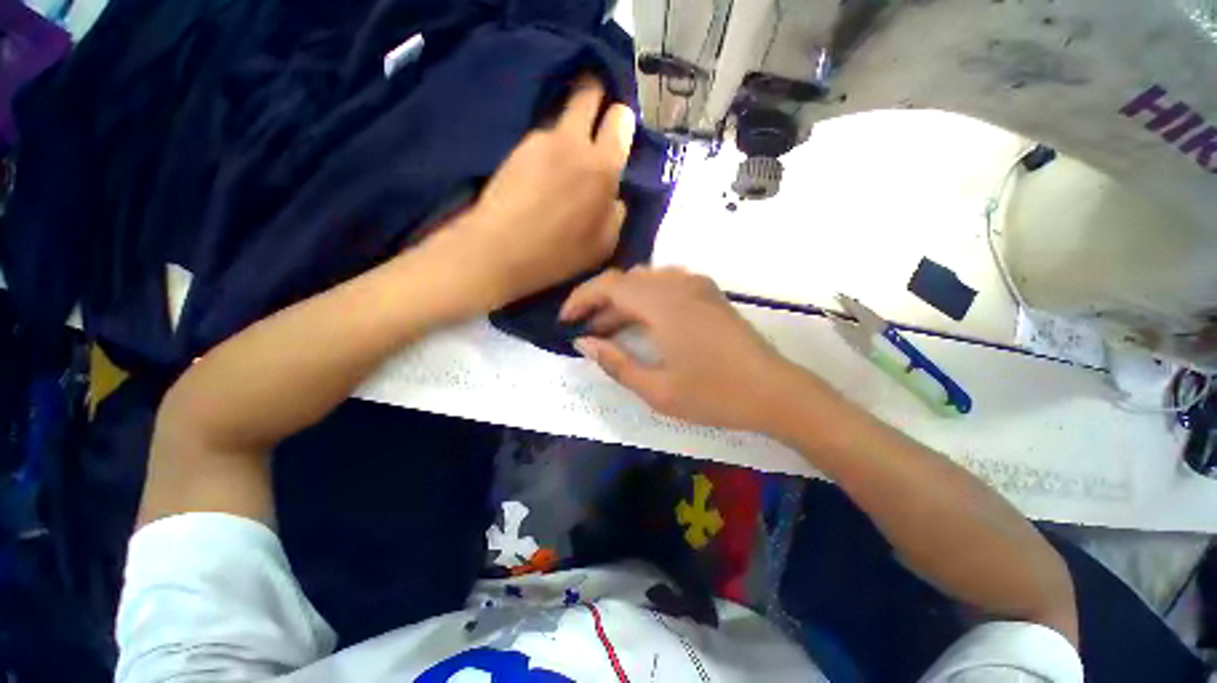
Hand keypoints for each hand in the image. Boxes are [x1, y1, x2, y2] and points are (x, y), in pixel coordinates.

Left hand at [435, 75, 634, 310]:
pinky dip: (546, 147)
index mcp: (603, 167)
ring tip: (563, 157)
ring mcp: (539, 141)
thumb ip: (617, 213)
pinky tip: (539, 172)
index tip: (618, 131)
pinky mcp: (514, 148)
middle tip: (593, 117)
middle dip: (594, 95)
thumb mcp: (605, 244)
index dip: (622, 119)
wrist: (501, 249)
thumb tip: (615, 196)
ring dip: (568, 127)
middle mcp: (572, 142)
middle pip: (588, 91)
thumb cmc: (560, 253)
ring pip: (560, 114)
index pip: (621, 118)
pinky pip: (540, 137)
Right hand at [560, 267, 803, 431]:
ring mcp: (697, 285)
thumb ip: (616, 363)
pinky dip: (646, 298)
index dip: (581, 298)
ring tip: (611, 329)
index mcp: (662, 305)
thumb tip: (584, 343)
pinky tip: (644, 322)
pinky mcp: (709, 293)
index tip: (565, 320)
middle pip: (626, 280)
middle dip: (600, 302)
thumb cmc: (714, 395)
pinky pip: (666, 284)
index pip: (609, 286)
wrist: (774, 391)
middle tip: (587, 331)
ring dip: (623, 300)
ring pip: (646, 280)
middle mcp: (678, 284)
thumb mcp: (657, 390)